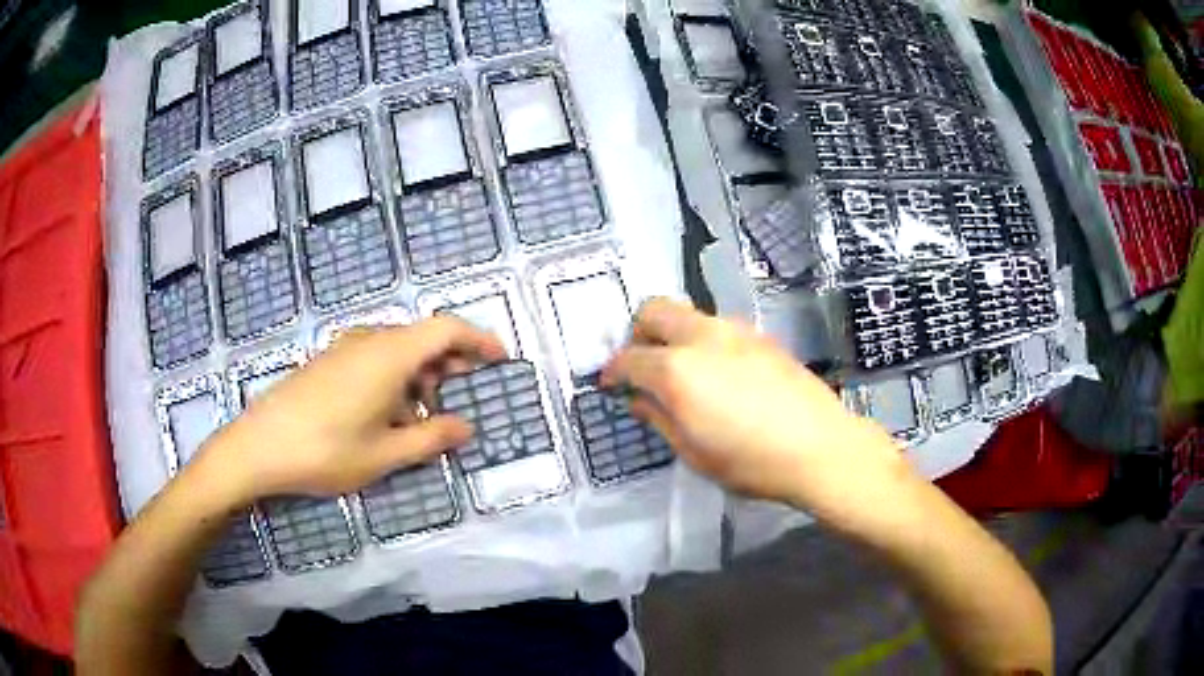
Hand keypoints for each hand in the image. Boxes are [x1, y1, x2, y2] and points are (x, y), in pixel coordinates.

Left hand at [197, 317, 506, 501]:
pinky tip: (387, 413)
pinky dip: (395, 377)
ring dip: (421, 373)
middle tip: (466, 394)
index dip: (479, 340)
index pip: (446, 329)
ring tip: (426, 413)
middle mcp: (369, 341)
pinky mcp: (327, 362)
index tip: (501, 359)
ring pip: (397, 349)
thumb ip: (431, 437)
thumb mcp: (385, 454)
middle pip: (422, 336)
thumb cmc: (326, 450)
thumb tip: (466, 427)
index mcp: (389, 354)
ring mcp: (344, 349)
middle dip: (451, 362)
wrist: (259, 447)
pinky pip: (374, 357)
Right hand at [602, 298, 910, 520]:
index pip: (629, 358)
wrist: (820, 447)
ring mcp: (735, 331)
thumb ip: (660, 418)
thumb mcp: (694, 452)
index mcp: (677, 370)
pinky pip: (718, 327)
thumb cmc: (750, 461)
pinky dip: (703, 342)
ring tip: (683, 372)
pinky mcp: (761, 336)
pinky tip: (720, 374)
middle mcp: (702, 337)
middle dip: (638, 333)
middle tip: (642, 365)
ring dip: (673, 335)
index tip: (609, 384)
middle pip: (654, 310)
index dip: (612, 371)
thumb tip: (639, 400)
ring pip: (689, 315)